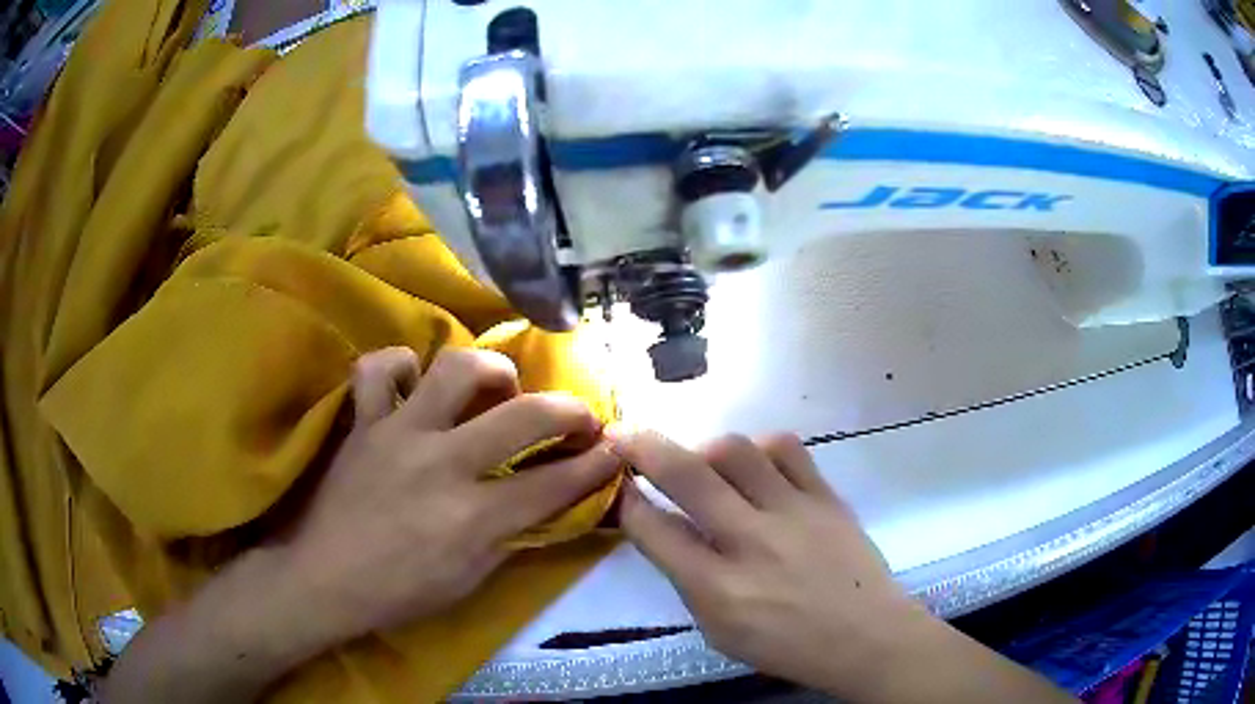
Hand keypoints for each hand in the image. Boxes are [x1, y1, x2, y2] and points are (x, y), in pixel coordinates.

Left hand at [281, 346, 620, 641]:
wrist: (323, 579)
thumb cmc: (399, 592)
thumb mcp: (470, 578)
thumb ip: (511, 534)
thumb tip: (547, 502)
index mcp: (472, 517)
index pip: (553, 484)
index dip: (597, 465)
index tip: (617, 449)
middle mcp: (441, 463)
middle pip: (523, 415)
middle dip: (569, 409)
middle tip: (578, 416)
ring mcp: (398, 433)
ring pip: (455, 369)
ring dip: (491, 371)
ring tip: (499, 388)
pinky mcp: (364, 421)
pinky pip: (380, 368)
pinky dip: (402, 368)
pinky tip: (416, 386)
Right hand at [613, 431, 908, 696]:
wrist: (866, 635)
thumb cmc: (786, 645)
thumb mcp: (719, 631)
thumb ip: (687, 581)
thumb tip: (663, 527)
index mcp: (718, 589)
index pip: (653, 530)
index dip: (624, 500)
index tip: (615, 483)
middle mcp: (751, 542)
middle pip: (686, 475)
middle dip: (642, 447)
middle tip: (623, 434)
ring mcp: (793, 513)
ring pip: (736, 450)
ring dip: (705, 449)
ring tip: (704, 463)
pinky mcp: (825, 496)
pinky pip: (786, 448)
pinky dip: (760, 448)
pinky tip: (757, 464)